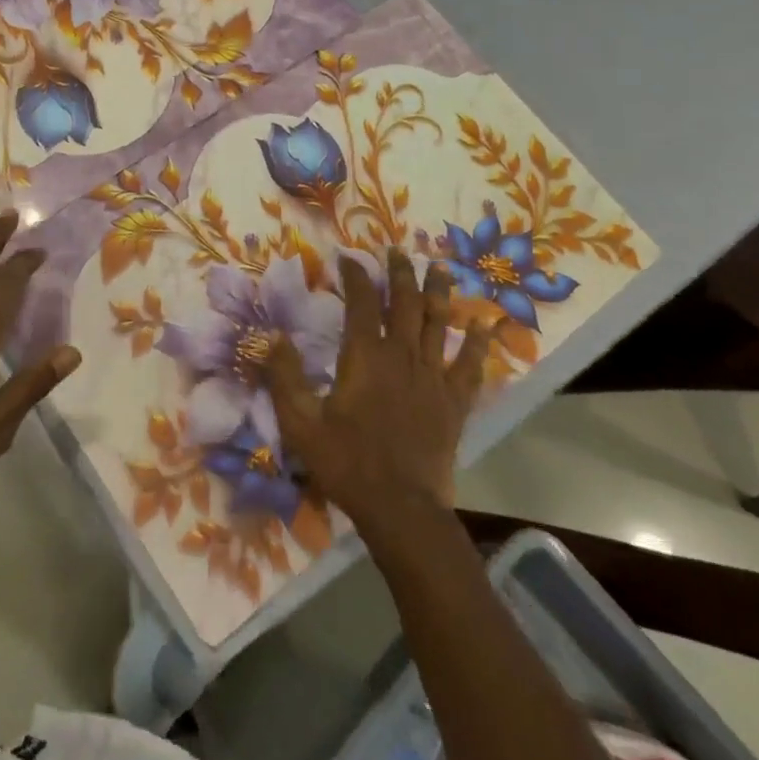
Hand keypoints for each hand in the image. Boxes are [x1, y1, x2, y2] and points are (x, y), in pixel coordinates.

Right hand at [267, 250, 488, 533]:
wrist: (400, 508)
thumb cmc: (346, 462)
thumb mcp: (300, 421)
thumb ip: (284, 376)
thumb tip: (271, 335)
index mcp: (365, 357)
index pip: (361, 303)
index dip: (355, 276)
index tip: (347, 258)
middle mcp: (402, 357)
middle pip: (405, 304)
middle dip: (400, 274)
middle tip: (396, 251)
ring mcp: (433, 378)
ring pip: (439, 324)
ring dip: (439, 293)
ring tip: (439, 268)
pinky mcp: (454, 403)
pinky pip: (470, 366)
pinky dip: (479, 343)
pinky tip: (487, 325)